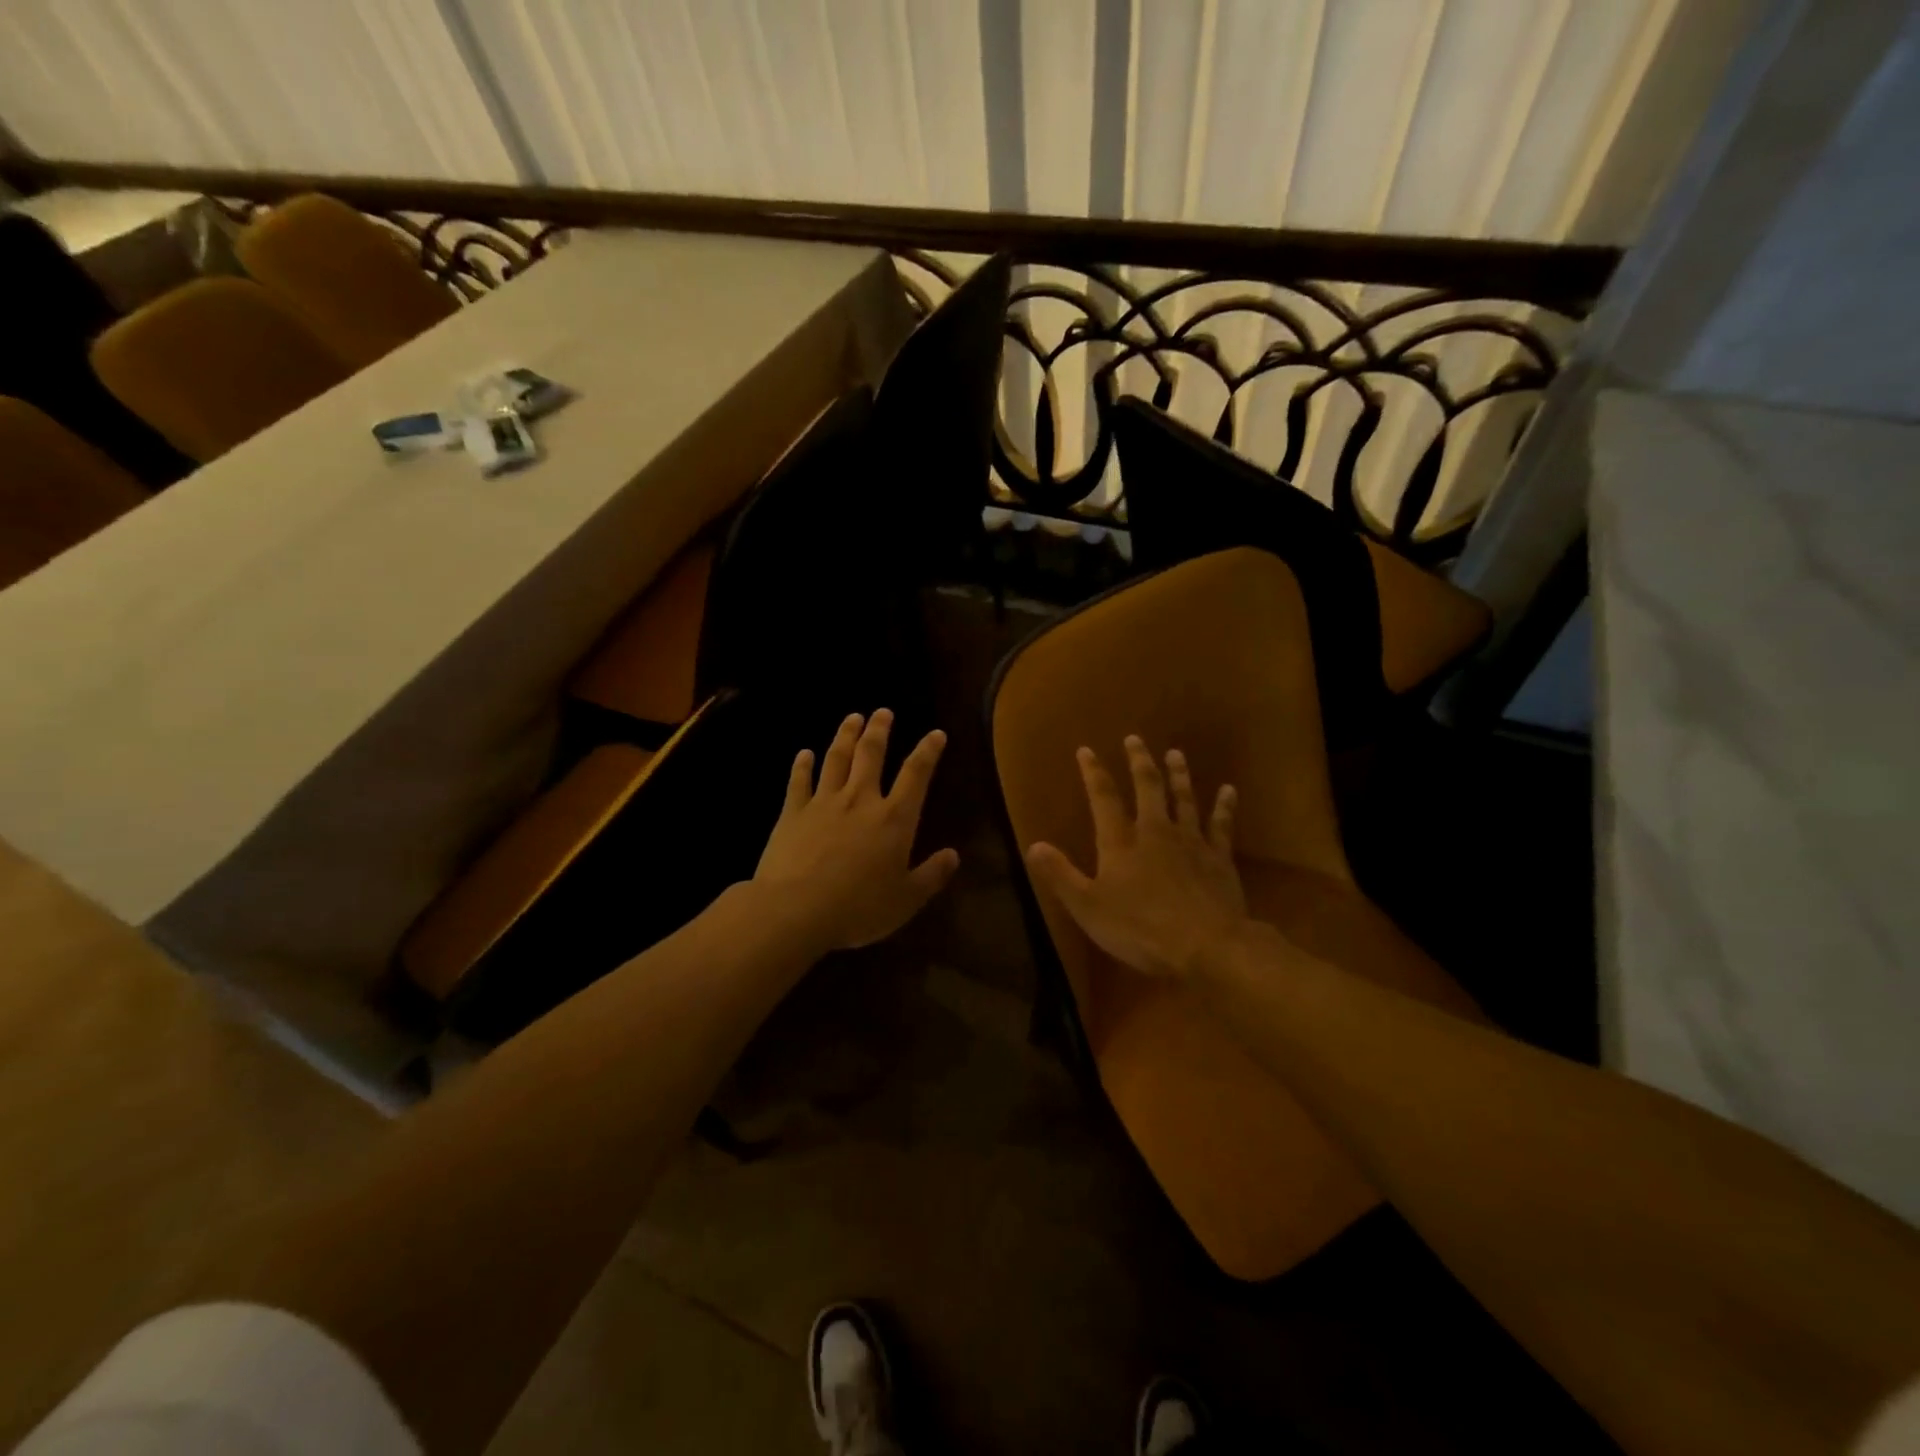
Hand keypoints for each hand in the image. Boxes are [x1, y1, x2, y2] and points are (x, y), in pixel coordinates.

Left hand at [753, 709, 960, 953]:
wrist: (795, 909)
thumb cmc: (858, 908)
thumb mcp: (906, 900)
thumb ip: (931, 875)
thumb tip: (953, 855)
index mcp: (893, 819)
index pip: (916, 775)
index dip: (928, 751)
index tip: (935, 733)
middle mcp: (860, 800)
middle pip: (871, 755)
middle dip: (879, 730)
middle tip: (883, 711)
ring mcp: (824, 803)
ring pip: (836, 759)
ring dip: (845, 736)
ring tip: (852, 717)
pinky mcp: (793, 813)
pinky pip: (799, 782)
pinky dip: (802, 766)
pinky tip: (804, 754)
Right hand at [1026, 736, 1246, 978]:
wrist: (1206, 946)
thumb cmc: (1139, 928)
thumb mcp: (1087, 906)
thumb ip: (1060, 874)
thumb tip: (1033, 845)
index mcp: (1120, 842)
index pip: (1103, 797)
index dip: (1093, 772)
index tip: (1086, 750)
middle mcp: (1155, 831)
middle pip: (1147, 787)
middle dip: (1139, 762)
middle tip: (1134, 739)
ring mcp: (1191, 841)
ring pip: (1184, 798)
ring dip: (1179, 774)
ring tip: (1175, 753)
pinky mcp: (1219, 857)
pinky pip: (1222, 824)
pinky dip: (1225, 806)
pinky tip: (1229, 790)